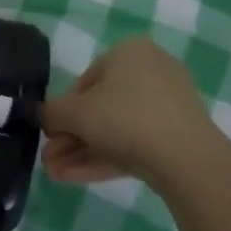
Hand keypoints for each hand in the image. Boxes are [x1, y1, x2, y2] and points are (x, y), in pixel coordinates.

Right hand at [41, 38, 225, 187]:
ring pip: (116, 129)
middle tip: (50, 160)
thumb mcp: (75, 113)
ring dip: (82, 151)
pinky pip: (135, 142)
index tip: (51, 134)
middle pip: (101, 108)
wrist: (186, 158)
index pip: (86, 80)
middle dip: (71, 137)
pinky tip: (75, 178)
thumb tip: (44, 118)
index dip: (63, 110)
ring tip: (55, 175)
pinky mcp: (178, 135)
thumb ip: (51, 113)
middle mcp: (152, 70)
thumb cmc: (124, 118)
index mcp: (129, 52)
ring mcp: (169, 105)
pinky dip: (106, 158)